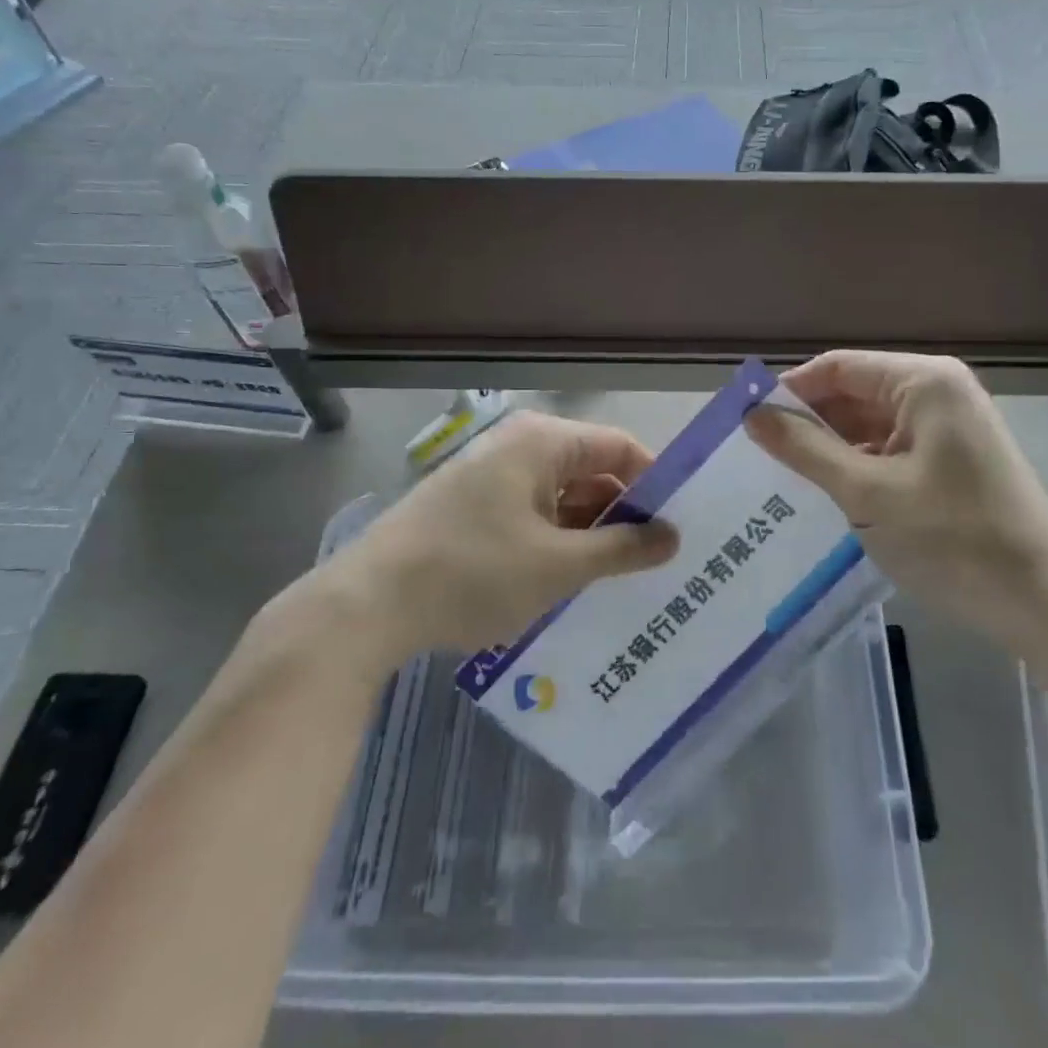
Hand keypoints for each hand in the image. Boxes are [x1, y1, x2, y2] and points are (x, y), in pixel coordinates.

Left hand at [302, 410, 677, 661]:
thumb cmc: (473, 572)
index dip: (655, 483)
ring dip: (591, 533)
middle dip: (624, 514)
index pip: (619, 447)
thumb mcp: (559, 566)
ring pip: (561, 498)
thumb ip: (623, 550)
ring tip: (623, 578)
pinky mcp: (472, 508)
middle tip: (660, 560)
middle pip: (591, 471)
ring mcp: (491, 478)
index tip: (681, 525)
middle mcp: (518, 447)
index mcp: (542, 443)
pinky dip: (557, 542)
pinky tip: (572, 581)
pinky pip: (532, 515)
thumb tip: (673, 537)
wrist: (366, 605)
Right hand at [747, 350, 1047, 640]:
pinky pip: (889, 448)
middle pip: (853, 392)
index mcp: (924, 382)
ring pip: (869, 423)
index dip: (788, 391)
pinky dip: (856, 466)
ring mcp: (947, 427)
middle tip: (756, 456)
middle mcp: (937, 391)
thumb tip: (752, 415)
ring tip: (780, 477)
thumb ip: (806, 449)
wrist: (1041, 601)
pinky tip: (825, 493)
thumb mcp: (867, 493)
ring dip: (829, 447)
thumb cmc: (953, 538)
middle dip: (807, 421)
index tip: (745, 423)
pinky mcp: (950, 459)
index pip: (837, 367)